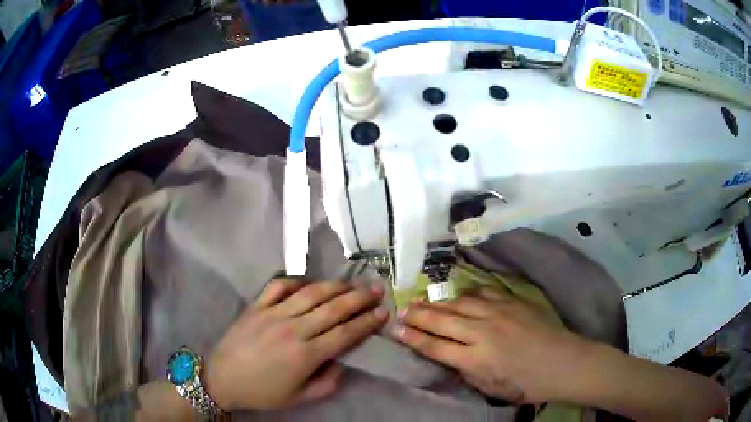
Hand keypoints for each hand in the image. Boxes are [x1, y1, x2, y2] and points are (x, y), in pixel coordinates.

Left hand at [205, 278, 387, 410]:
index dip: (367, 322)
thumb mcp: (299, 398)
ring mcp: (273, 313)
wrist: (222, 378)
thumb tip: (341, 363)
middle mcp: (293, 329)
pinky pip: (278, 286)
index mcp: (306, 355)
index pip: (345, 334)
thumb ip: (326, 382)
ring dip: (335, 286)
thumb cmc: (262, 392)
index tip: (383, 312)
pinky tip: (307, 283)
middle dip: (359, 298)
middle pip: (333, 309)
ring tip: (352, 283)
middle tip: (377, 290)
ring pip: (311, 293)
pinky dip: (295, 280)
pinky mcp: (257, 305)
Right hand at [392, 288, 585, 403]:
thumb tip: (451, 356)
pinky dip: (463, 296)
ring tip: (420, 301)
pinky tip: (455, 296)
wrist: (563, 362)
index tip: (395, 330)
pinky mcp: (511, 301)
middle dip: (417, 316)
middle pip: (441, 320)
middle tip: (400, 310)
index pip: (434, 346)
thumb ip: (467, 370)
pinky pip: (480, 295)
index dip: (412, 338)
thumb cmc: (527, 384)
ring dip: (436, 303)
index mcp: (475, 358)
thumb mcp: (491, 388)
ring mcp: (497, 313)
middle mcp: (482, 332)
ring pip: (458, 303)